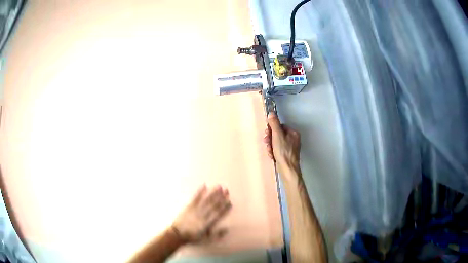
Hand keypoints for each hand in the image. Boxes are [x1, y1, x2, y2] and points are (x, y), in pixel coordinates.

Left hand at [172, 185, 230, 243]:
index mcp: (207, 223)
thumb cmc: (193, 237)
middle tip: (226, 190)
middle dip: (221, 197)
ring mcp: (195, 209)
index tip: (230, 202)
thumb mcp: (206, 239)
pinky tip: (204, 185)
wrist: (177, 234)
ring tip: (218, 186)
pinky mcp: (189, 206)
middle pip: (213, 205)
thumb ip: (217, 235)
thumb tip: (227, 228)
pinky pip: (195, 198)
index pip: (218, 214)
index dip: (224, 208)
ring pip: (206, 200)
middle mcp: (202, 215)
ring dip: (213, 193)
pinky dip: (199, 191)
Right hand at [263, 113, 300, 173]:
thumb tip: (271, 113)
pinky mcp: (286, 155)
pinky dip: (273, 151)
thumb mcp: (277, 135)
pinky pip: (278, 150)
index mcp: (293, 133)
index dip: (272, 129)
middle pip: (278, 134)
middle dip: (270, 139)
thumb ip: (274, 124)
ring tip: (269, 150)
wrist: (287, 168)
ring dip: (270, 145)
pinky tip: (271, 155)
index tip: (267, 133)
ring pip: (277, 142)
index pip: (280, 126)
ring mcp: (290, 148)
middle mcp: (293, 139)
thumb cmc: (284, 152)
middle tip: (266, 142)